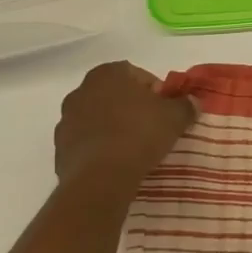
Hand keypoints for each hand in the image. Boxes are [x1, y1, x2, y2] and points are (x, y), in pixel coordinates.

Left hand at [53, 62, 194, 205]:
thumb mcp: (174, 117)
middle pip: (114, 94)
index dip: (154, 90)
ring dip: (113, 126)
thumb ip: (185, 105)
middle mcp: (82, 90)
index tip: (165, 109)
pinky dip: (99, 147)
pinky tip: (115, 162)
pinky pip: (86, 141)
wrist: (100, 179)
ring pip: (97, 117)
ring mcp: (66, 119)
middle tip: (151, 126)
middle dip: (131, 107)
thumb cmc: (139, 135)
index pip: (136, 74)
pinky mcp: (59, 148)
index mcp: (108, 74)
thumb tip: (192, 101)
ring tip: (133, 147)